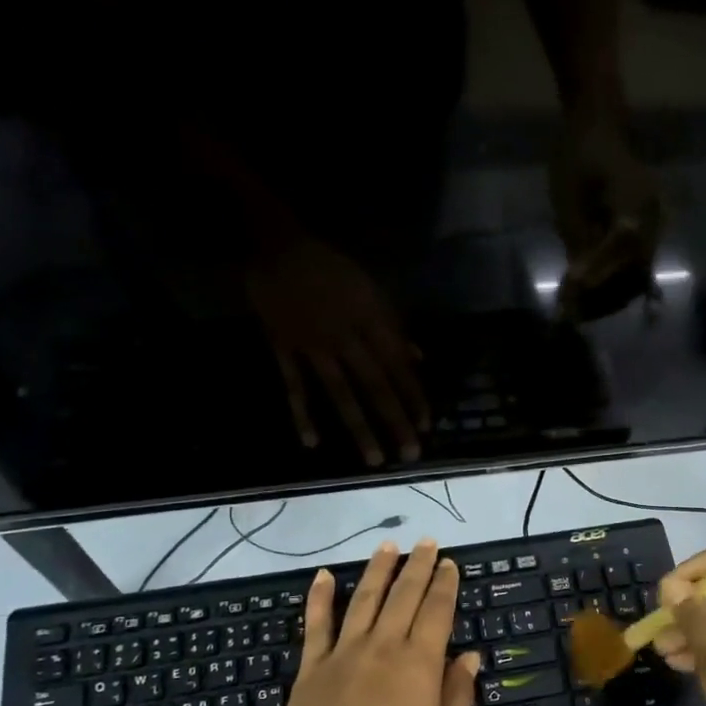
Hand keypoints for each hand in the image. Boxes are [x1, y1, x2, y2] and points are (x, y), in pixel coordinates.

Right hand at [247, 238, 429, 465]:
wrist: (279, 246)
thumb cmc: (332, 268)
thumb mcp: (372, 290)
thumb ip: (394, 327)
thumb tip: (418, 360)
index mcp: (371, 321)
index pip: (398, 367)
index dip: (414, 397)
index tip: (426, 426)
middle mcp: (346, 338)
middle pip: (375, 386)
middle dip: (395, 421)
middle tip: (410, 455)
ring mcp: (313, 346)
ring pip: (341, 393)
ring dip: (359, 428)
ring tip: (373, 459)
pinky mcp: (283, 349)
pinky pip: (294, 386)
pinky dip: (302, 414)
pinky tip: (312, 443)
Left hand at [261, 540, 478, 705]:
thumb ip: (456, 696)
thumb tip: (469, 656)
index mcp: (418, 664)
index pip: (436, 611)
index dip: (444, 584)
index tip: (448, 563)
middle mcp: (383, 646)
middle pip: (403, 595)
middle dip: (417, 565)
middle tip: (426, 542)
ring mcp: (344, 653)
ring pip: (365, 598)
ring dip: (378, 569)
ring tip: (389, 546)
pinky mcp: (312, 666)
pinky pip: (317, 623)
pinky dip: (320, 597)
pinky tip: (325, 575)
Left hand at [548, 115, 666, 321]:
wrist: (599, 126)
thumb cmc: (578, 157)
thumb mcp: (569, 199)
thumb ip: (578, 242)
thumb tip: (579, 285)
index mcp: (635, 200)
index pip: (622, 248)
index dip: (599, 274)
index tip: (572, 294)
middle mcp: (654, 216)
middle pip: (637, 270)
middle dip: (605, 295)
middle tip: (572, 313)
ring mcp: (655, 225)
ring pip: (639, 274)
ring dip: (611, 296)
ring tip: (580, 310)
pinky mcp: (649, 232)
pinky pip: (637, 266)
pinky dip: (615, 284)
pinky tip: (592, 294)